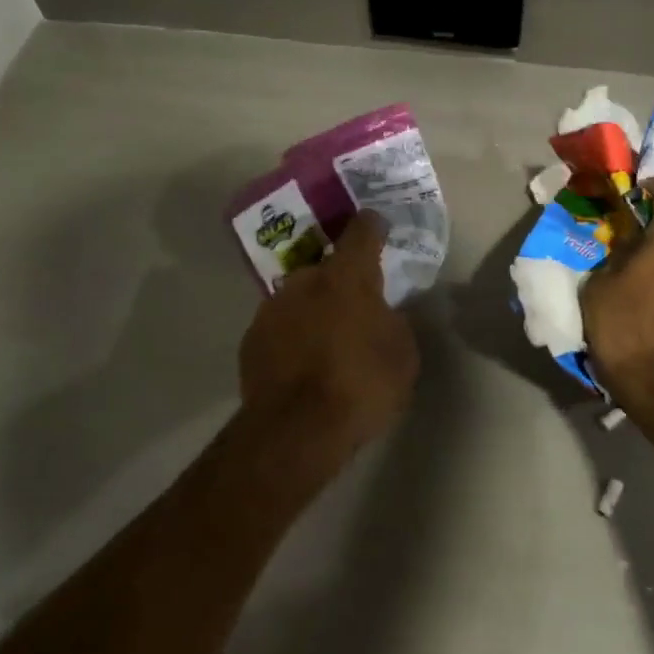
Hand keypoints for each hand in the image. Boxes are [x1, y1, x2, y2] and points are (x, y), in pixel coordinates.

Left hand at [238, 210, 419, 457]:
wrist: (296, 430)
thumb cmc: (361, 385)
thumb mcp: (402, 354)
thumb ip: (393, 323)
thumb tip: (380, 314)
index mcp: (346, 277)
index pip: (361, 233)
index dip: (372, 226)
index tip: (376, 224)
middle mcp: (304, 281)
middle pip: (326, 269)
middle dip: (340, 282)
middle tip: (355, 306)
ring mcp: (271, 309)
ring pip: (299, 299)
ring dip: (313, 310)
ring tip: (327, 341)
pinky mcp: (250, 340)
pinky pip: (280, 328)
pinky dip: (292, 337)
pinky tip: (302, 364)